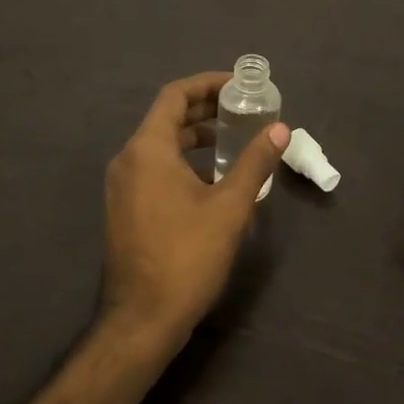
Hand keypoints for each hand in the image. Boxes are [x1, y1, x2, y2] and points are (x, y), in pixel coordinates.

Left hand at [103, 72, 288, 346]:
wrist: (142, 319)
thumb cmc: (187, 256)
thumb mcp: (230, 206)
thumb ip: (255, 162)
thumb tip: (281, 129)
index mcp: (148, 149)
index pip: (175, 96)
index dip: (207, 84)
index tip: (239, 86)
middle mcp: (128, 160)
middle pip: (167, 118)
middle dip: (205, 110)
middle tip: (243, 110)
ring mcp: (122, 186)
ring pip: (160, 145)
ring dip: (195, 137)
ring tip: (233, 142)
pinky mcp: (125, 208)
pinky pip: (154, 168)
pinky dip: (182, 161)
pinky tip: (212, 180)